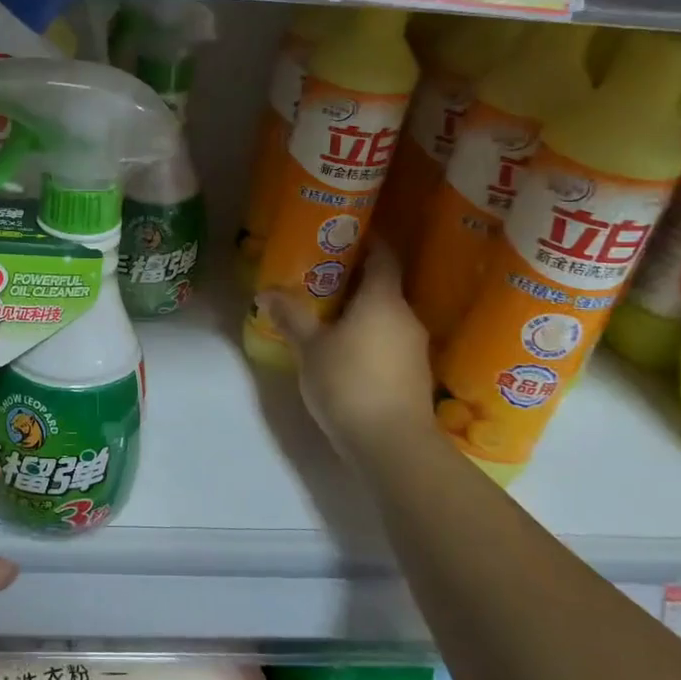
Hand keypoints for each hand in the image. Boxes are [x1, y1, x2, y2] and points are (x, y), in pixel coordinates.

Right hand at [262, 241, 439, 463]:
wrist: (391, 444)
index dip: (368, 242)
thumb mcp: (310, 347)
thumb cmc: (348, 382)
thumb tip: (265, 292)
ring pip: (386, 317)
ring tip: (327, 316)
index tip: (345, 235)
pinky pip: (389, 342)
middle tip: (320, 278)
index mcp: (383, 300)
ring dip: (361, 312)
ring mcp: (414, 348)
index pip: (383, 257)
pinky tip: (345, 351)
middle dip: (354, 280)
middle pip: (383, 287)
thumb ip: (291, 316)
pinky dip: (369, 338)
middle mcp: (405, 317)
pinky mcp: (414, 375)